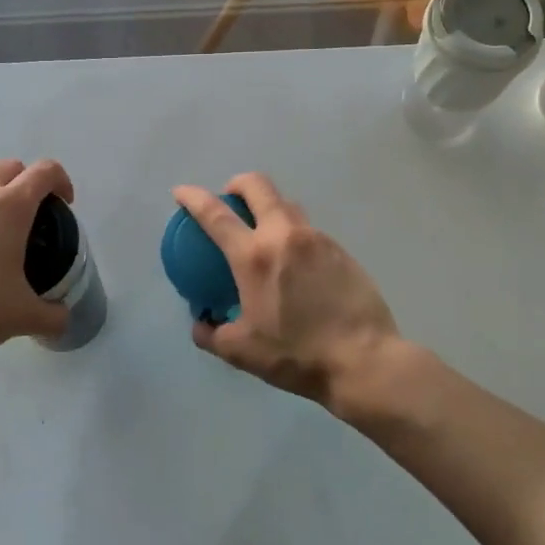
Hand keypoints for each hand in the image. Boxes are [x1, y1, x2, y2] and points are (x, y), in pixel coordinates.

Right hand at [172, 173, 401, 415]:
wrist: (363, 360)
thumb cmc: (296, 355)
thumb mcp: (241, 352)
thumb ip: (211, 333)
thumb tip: (201, 321)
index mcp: (253, 257)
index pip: (215, 214)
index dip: (193, 198)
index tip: (180, 193)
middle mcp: (284, 236)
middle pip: (258, 186)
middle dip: (237, 184)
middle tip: (229, 199)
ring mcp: (317, 239)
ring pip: (287, 204)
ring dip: (269, 206)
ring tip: (262, 231)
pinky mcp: (340, 250)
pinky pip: (309, 229)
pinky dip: (293, 233)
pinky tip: (294, 262)